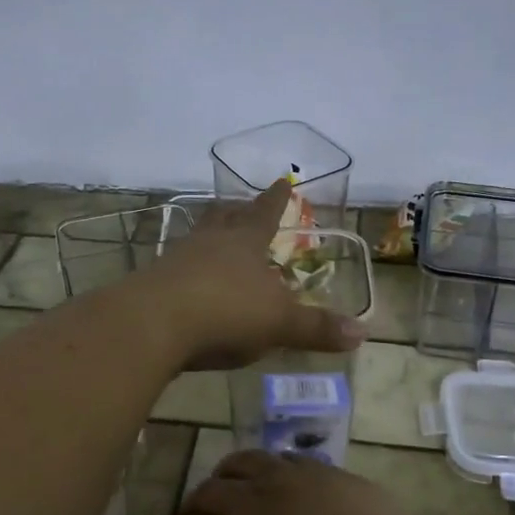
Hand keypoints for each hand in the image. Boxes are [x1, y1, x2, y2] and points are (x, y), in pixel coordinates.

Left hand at [140, 180, 365, 371]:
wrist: (152, 324)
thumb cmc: (224, 313)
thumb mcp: (278, 323)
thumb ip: (316, 328)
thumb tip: (363, 333)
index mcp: (244, 243)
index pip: (265, 213)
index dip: (276, 199)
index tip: (282, 180)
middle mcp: (210, 243)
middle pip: (224, 219)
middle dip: (236, 211)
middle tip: (240, 203)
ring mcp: (176, 260)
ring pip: (197, 240)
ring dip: (209, 239)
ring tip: (215, 241)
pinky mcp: (152, 284)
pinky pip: (176, 270)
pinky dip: (188, 272)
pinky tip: (189, 285)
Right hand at [158, 450, 432, 514]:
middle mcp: (252, 503)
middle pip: (205, 493)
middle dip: (191, 508)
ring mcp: (288, 478)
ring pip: (240, 462)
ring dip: (224, 476)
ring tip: (225, 486)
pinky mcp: (321, 469)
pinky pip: (281, 457)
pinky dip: (266, 467)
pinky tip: (273, 478)